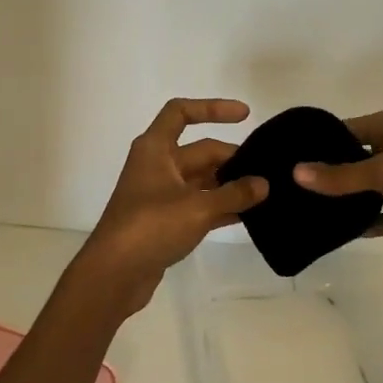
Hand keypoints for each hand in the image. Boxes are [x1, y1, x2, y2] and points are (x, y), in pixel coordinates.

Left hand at [73, 98, 268, 315]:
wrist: (114, 273)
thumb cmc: (151, 226)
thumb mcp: (197, 207)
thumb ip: (234, 194)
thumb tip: (264, 184)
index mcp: (155, 149)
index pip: (181, 113)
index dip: (212, 108)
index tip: (245, 115)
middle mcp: (156, 166)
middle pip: (200, 152)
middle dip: (232, 159)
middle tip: (269, 171)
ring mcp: (159, 195)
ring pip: (201, 181)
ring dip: (229, 185)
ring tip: (266, 193)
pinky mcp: (164, 221)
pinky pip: (198, 205)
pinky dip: (220, 207)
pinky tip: (248, 216)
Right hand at [291, 109, 382, 276]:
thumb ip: (339, 176)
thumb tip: (295, 173)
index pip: (345, 131)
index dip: (318, 143)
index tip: (284, 156)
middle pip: (350, 161)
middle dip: (323, 174)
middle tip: (283, 184)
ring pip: (359, 191)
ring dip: (337, 200)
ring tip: (295, 206)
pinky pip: (371, 218)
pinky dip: (354, 223)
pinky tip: (324, 229)